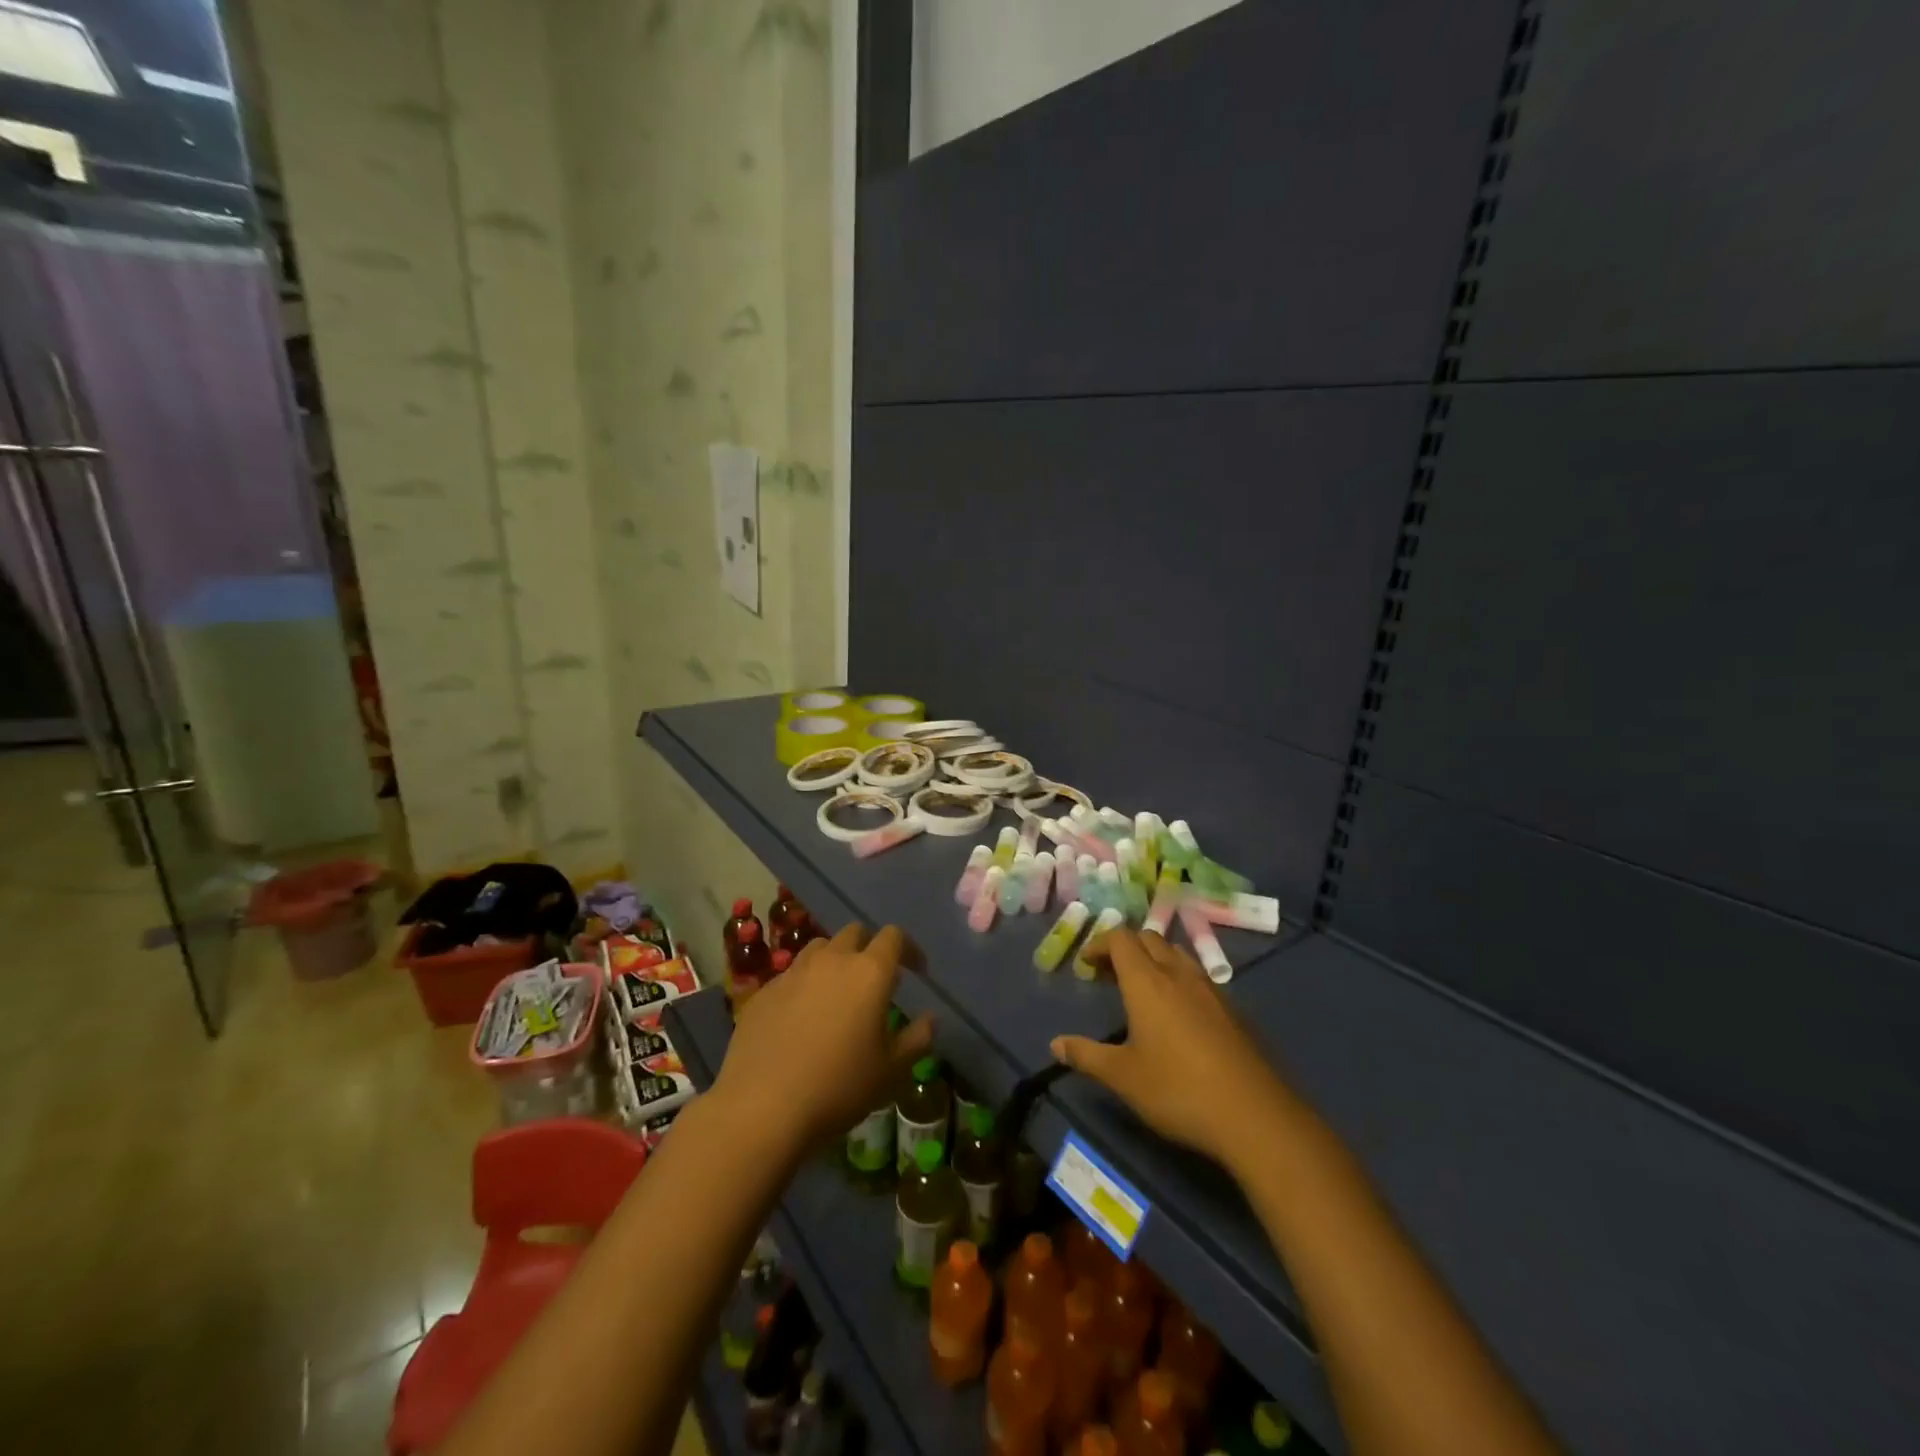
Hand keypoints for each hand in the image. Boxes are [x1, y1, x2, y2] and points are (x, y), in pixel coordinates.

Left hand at [712, 923, 933, 1151]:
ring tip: (838, 992)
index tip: (916, 971)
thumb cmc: (838, 1087)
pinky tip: (802, 1017)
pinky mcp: (764, 991)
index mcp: (869, 972)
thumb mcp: (891, 1071)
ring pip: (821, 948)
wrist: (761, 1107)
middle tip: (875, 979)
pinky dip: (805, 985)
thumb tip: (929, 1019)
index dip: (908, 949)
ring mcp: (793, 972)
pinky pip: (792, 975)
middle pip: (855, 933)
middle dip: (870, 948)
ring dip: (835, 961)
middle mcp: (832, 960)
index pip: (894, 937)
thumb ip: (917, 1039)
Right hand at [1051, 929, 1294, 1172]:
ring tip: (1142, 988)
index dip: (1100, 943)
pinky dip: (1179, 979)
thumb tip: (1055, 1044)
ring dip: (1155, 959)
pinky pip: (1198, 977)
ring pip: (1178, 954)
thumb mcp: (1123, 1077)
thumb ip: (1087, 1056)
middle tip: (1109, 974)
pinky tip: (1178, 1014)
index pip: (1120, 939)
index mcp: (1147, 982)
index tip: (1086, 964)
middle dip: (1125, 948)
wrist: (1255, 1116)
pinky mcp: (1233, 1011)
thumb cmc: (1178, 1090)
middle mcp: (1179, 974)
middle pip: (1150, 939)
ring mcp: (1211, 990)